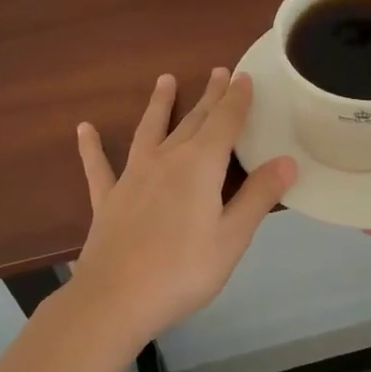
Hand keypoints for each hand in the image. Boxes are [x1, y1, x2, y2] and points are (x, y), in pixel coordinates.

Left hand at [70, 69, 296, 342]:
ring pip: (149, 131)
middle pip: (192, 121)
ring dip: (159, 105)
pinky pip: (99, 166)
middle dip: (209, 97)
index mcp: (200, 167)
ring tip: (165, 80)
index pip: (225, 123)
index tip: (244, 77)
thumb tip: (286, 161)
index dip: (236, 100)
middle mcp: (166, 160)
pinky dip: (92, 147)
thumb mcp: (232, 238)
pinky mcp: (108, 198)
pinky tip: (84, 129)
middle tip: (218, 72)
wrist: (115, 299)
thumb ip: (258, 196)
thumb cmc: (183, 271)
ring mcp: (132, 177)